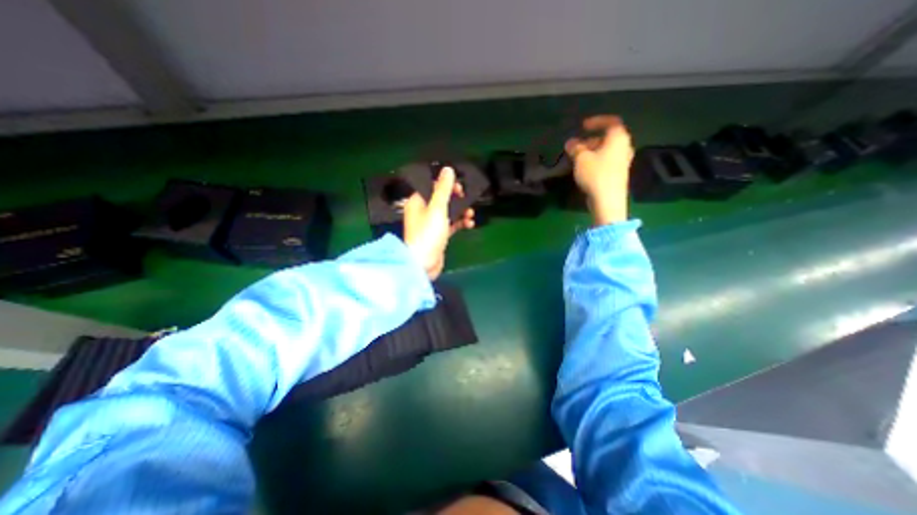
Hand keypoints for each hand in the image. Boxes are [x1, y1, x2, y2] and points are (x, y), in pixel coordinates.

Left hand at [402, 167, 471, 278]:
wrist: (424, 264)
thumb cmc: (428, 233)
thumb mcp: (437, 208)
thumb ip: (443, 189)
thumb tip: (448, 169)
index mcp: (417, 202)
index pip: (432, 186)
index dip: (446, 185)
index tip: (459, 187)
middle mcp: (423, 211)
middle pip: (442, 199)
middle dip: (457, 199)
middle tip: (467, 199)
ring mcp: (431, 224)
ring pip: (448, 212)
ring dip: (460, 212)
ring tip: (470, 214)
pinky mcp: (438, 235)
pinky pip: (451, 225)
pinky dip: (459, 223)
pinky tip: (469, 224)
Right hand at [563, 114, 634, 224]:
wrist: (608, 200)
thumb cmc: (596, 174)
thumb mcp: (581, 159)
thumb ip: (575, 148)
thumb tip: (570, 143)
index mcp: (618, 138)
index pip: (611, 122)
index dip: (597, 121)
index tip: (583, 126)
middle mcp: (624, 147)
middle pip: (608, 137)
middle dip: (591, 140)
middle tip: (577, 146)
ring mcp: (623, 161)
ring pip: (607, 150)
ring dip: (593, 151)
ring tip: (578, 158)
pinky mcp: (618, 174)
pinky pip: (607, 161)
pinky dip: (597, 160)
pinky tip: (585, 169)